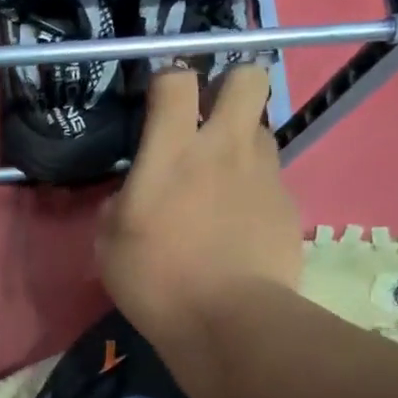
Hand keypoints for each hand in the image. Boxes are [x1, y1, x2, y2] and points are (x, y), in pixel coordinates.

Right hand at [97, 65, 300, 397]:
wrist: (229, 321)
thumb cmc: (156, 281)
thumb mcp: (109, 244)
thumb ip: (119, 204)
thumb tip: (131, 195)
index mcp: (173, 151)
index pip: (177, 79)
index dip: (168, 79)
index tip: (160, 99)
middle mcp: (224, 147)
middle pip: (248, 77)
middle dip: (230, 84)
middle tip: (209, 117)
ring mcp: (264, 173)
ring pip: (262, 128)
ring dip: (242, 141)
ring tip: (222, 178)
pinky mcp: (288, 203)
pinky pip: (271, 177)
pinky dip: (255, 188)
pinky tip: (240, 223)